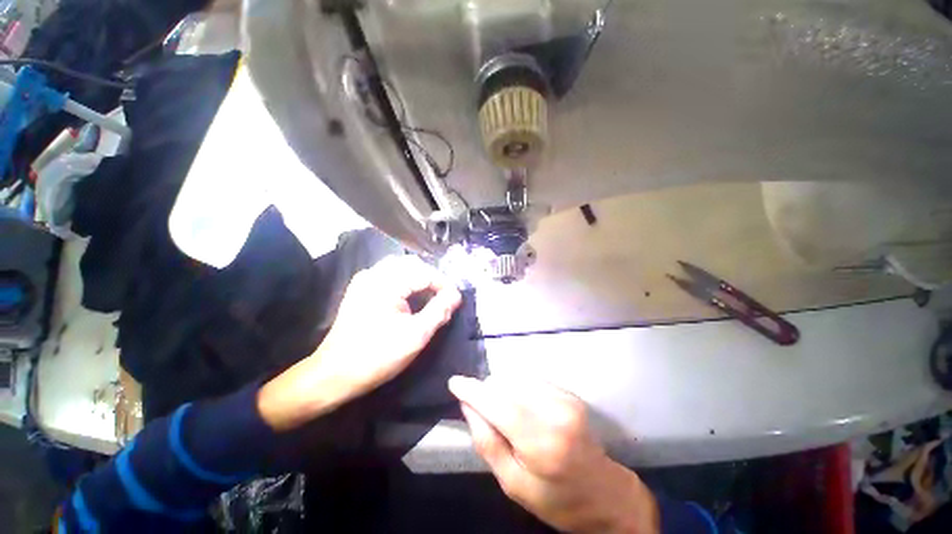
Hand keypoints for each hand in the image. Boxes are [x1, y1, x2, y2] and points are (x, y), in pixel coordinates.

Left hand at [259, 256, 461, 430]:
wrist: (333, 375)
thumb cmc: (377, 356)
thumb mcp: (416, 335)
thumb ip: (439, 311)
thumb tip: (456, 295)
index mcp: (386, 283)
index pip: (425, 272)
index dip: (444, 285)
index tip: (456, 301)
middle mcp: (374, 274)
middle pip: (413, 265)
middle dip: (433, 280)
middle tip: (445, 299)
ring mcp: (365, 280)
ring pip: (402, 268)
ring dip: (420, 280)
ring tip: (431, 298)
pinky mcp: (361, 289)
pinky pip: (390, 276)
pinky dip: (406, 283)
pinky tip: (411, 298)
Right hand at [449, 377, 658, 533]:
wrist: (605, 495)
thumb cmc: (557, 499)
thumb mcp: (514, 484)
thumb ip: (488, 443)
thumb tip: (468, 406)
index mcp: (541, 442)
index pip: (498, 404)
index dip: (473, 390)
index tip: (454, 382)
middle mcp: (555, 411)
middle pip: (506, 385)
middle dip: (488, 392)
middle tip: (484, 412)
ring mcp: (565, 398)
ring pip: (517, 378)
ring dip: (503, 390)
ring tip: (505, 414)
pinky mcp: (569, 393)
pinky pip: (531, 380)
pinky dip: (518, 389)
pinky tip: (523, 408)